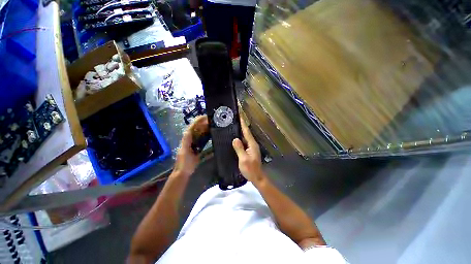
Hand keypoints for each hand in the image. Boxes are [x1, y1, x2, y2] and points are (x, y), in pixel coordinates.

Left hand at [173, 115, 208, 176]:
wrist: (183, 173)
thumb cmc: (184, 163)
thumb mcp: (185, 151)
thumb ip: (186, 141)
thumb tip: (188, 130)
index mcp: (186, 139)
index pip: (192, 127)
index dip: (198, 121)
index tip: (206, 116)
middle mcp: (189, 140)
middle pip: (197, 129)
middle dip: (204, 124)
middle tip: (213, 121)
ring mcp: (193, 145)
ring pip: (199, 134)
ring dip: (206, 130)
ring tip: (214, 126)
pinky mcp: (196, 150)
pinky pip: (202, 141)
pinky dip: (206, 138)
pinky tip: (212, 137)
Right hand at [232, 117, 265, 183]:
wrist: (257, 178)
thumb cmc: (250, 169)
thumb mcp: (243, 159)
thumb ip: (239, 148)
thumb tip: (235, 139)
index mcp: (252, 144)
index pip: (246, 131)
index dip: (242, 123)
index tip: (238, 115)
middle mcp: (253, 145)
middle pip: (246, 133)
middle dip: (240, 126)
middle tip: (232, 120)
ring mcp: (251, 148)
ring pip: (244, 138)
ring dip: (239, 132)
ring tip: (231, 127)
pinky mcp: (249, 152)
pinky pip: (243, 143)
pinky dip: (239, 139)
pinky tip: (234, 139)